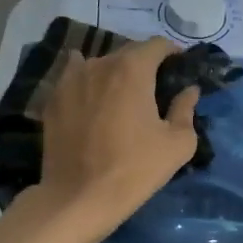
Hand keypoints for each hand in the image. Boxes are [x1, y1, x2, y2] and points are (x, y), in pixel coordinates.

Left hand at [35, 36, 200, 235]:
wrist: (78, 197)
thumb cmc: (134, 169)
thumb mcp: (177, 144)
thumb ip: (186, 110)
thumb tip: (189, 91)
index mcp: (132, 69)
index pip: (158, 45)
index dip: (173, 54)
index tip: (180, 70)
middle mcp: (99, 64)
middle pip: (127, 53)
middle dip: (144, 65)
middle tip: (154, 90)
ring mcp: (70, 79)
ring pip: (99, 65)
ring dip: (114, 74)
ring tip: (121, 97)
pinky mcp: (53, 99)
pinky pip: (73, 78)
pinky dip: (87, 82)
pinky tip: (91, 97)